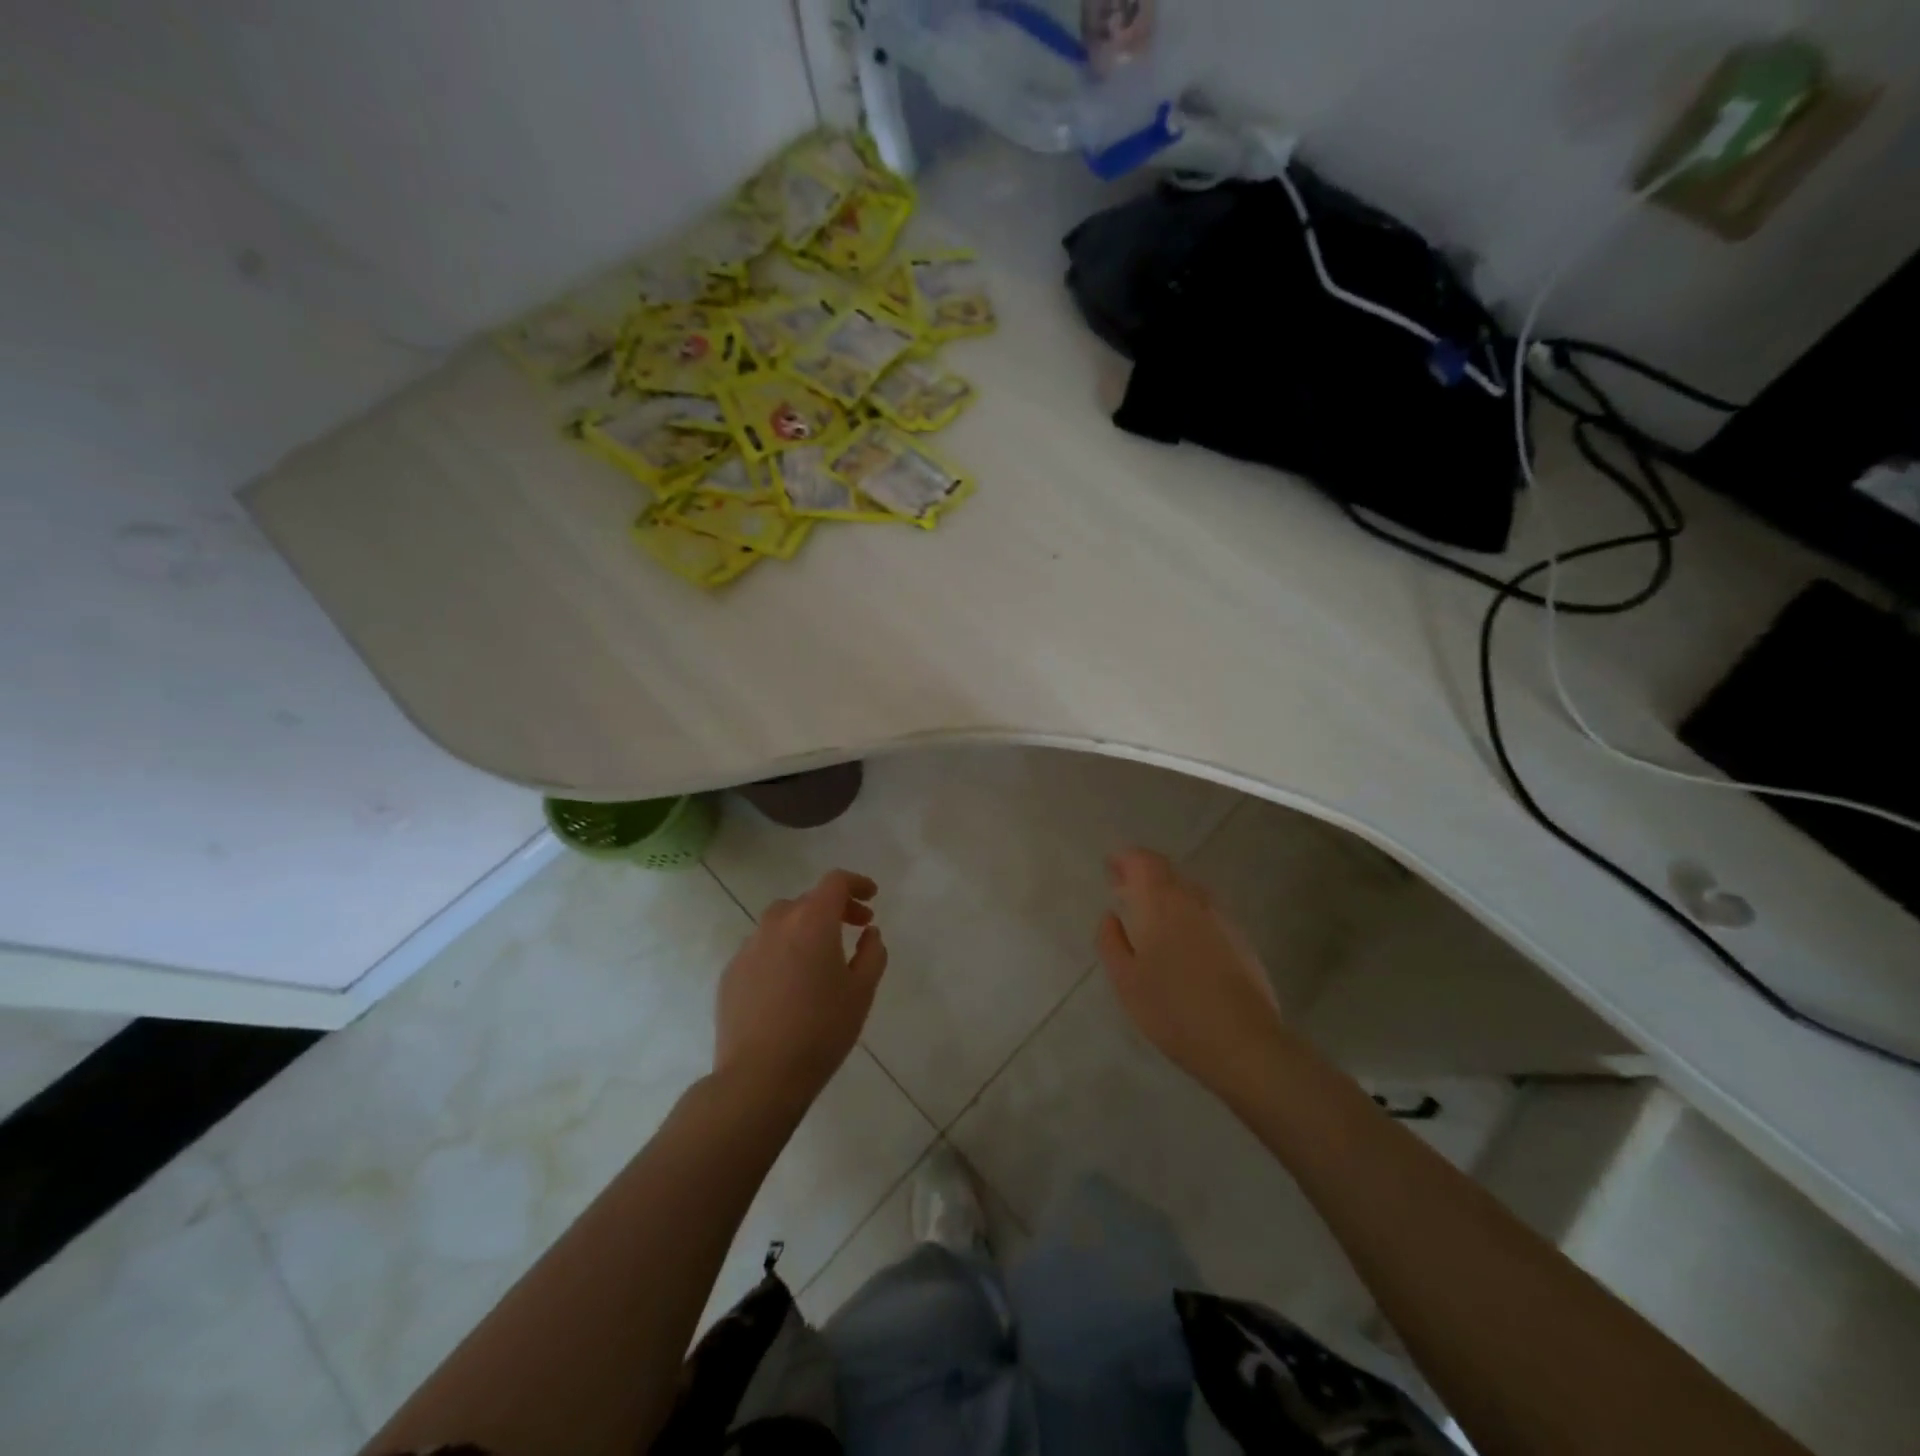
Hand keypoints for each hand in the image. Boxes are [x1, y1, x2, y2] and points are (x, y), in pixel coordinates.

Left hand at [715, 869, 887, 1105]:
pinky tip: (789, 984)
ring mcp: (748, 948)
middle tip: (855, 929)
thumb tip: (869, 932)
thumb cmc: (821, 1030)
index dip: (856, 883)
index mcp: (812, 921)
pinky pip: (761, 949)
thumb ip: (872, 953)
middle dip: (835, 908)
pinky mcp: (730, 973)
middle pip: (808, 900)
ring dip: (804, 928)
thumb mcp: (862, 992)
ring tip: (820, 957)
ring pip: (781, 922)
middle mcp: (777, 924)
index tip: (872, 898)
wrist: (759, 1076)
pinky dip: (780, 952)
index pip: (835, 882)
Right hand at [1096, 848, 1288, 1102]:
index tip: (1110, 866)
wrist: (1244, 1043)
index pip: (1144, 861)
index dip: (1126, 858)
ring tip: (1149, 914)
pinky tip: (1181, 940)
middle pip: (1168, 872)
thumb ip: (1111, 942)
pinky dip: (1187, 913)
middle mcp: (1194, 900)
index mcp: (1162, 902)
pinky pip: (1206, 913)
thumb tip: (1110, 916)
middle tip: (1123, 888)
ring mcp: (1222, 919)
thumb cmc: (1173, 1010)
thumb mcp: (1126, 980)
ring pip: (1189, 892)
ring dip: (1167, 894)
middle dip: (1144, 875)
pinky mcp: (1241, 940)